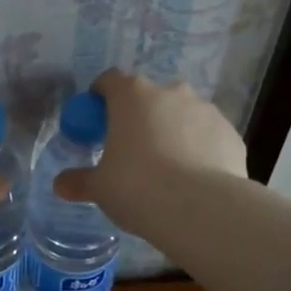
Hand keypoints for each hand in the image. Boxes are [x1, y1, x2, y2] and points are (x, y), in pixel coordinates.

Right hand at [53, 70, 247, 227]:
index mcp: (132, 96)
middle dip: (139, 116)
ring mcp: (206, 111)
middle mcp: (171, 93)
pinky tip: (193, 180)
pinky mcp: (231, 134)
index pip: (110, 80)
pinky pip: (207, 137)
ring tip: (166, 168)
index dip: (100, 97)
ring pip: (182, 115)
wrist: (202, 210)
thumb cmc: (138, 187)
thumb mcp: (100, 188)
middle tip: (130, 148)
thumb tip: (60, 185)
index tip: (96, 120)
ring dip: (172, 131)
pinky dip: (198, 150)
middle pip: (149, 97)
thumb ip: (79, 181)